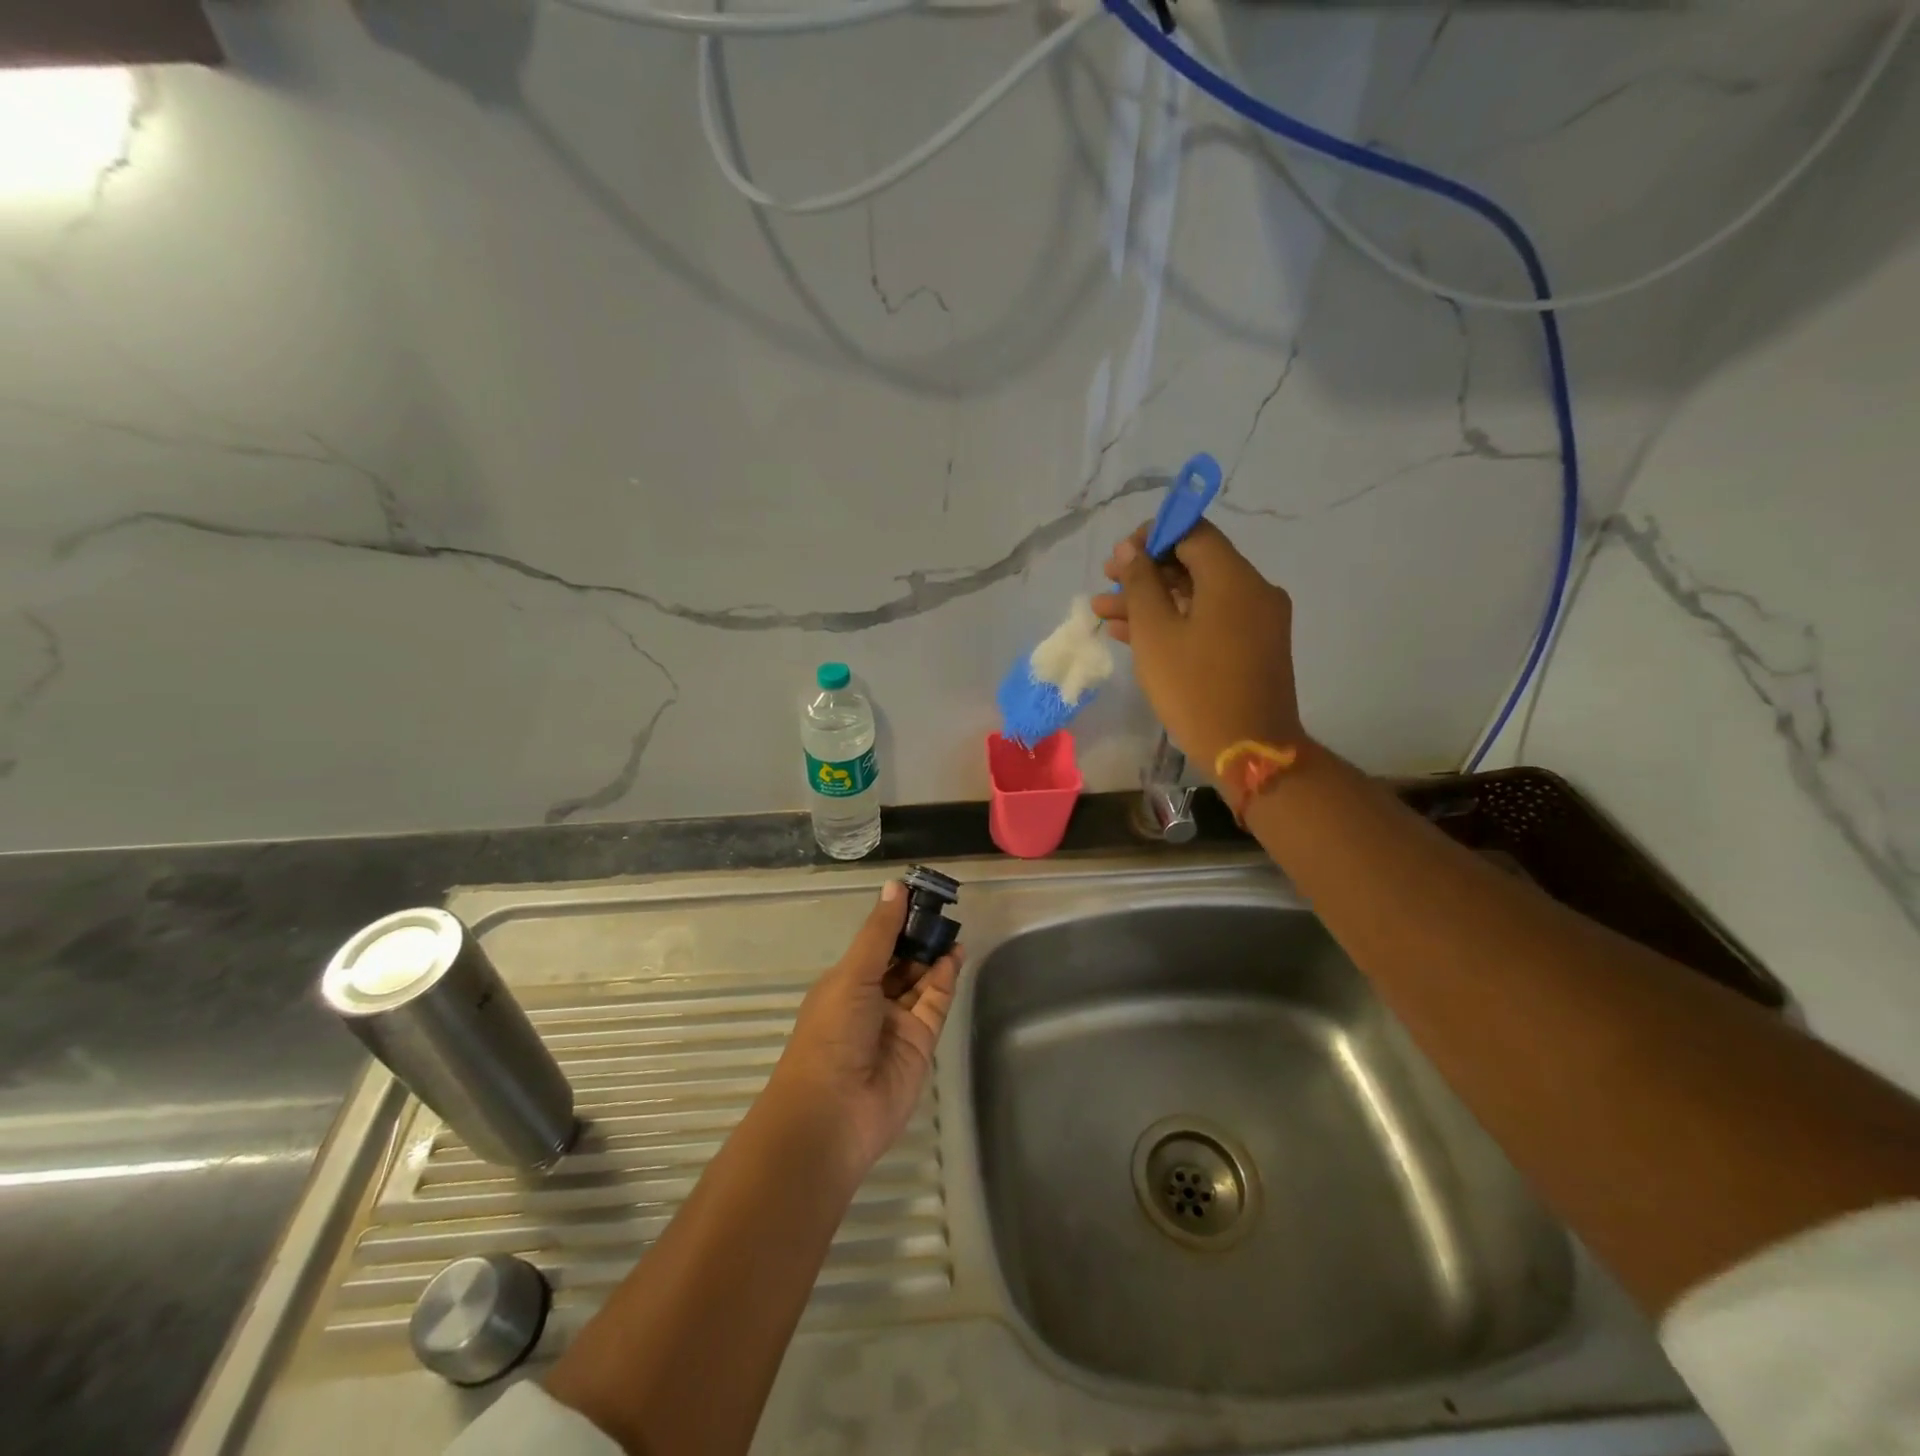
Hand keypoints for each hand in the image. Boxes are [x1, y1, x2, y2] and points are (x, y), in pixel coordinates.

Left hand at [766, 881, 963, 1178]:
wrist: (833, 1113)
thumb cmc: (832, 1034)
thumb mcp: (852, 975)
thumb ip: (880, 933)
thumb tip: (895, 886)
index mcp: (845, 983)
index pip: (876, 944)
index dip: (896, 919)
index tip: (920, 892)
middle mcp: (871, 1000)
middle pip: (901, 961)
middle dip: (919, 935)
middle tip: (943, 906)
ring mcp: (897, 1023)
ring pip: (921, 980)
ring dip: (934, 953)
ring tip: (952, 925)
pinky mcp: (921, 1042)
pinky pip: (935, 1003)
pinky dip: (946, 978)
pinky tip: (955, 953)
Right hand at [1090, 519, 1304, 775]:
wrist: (1248, 750)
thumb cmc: (1195, 688)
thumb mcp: (1155, 633)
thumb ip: (1140, 584)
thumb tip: (1131, 550)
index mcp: (1233, 578)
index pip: (1193, 532)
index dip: (1152, 536)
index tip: (1119, 556)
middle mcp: (1253, 590)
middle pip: (1195, 563)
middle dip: (1146, 571)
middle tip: (1106, 583)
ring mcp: (1257, 620)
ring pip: (1198, 595)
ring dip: (1154, 599)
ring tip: (1104, 612)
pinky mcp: (1253, 646)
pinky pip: (1211, 619)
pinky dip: (1176, 621)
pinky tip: (1133, 633)